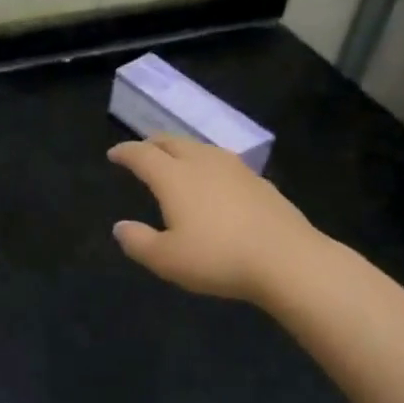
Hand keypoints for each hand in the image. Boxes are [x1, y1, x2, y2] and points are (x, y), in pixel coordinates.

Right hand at [108, 135, 324, 304]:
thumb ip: (138, 242)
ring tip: (176, 162)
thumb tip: (120, 227)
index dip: (125, 152)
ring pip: (200, 148)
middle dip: (152, 143)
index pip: (142, 154)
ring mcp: (235, 169)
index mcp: (174, 176)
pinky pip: (223, 163)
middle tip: (142, 151)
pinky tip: (214, 182)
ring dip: (181, 150)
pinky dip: (207, 165)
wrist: (289, 261)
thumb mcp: (167, 259)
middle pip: (172, 142)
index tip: (113, 154)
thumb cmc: (219, 258)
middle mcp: (202, 163)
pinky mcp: (260, 181)